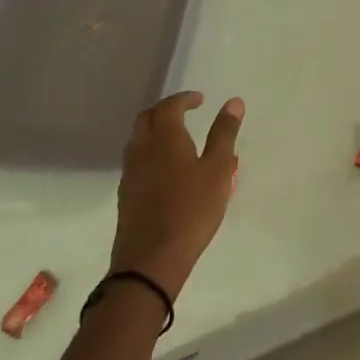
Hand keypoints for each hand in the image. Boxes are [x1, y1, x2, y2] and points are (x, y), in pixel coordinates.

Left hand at [110, 91, 243, 295]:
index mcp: (164, 138)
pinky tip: (167, 171)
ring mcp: (130, 174)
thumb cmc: (191, 209)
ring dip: (155, 132)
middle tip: (186, 114)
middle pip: (146, 119)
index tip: (200, 100)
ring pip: (138, 141)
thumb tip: (233, 102)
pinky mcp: (126, 196)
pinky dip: (150, 154)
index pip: (169, 106)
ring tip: (178, 140)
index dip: (184, 99)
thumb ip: (224, 134)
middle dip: (165, 111)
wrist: (151, 260)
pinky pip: (136, 162)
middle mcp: (142, 150)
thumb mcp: (218, 169)